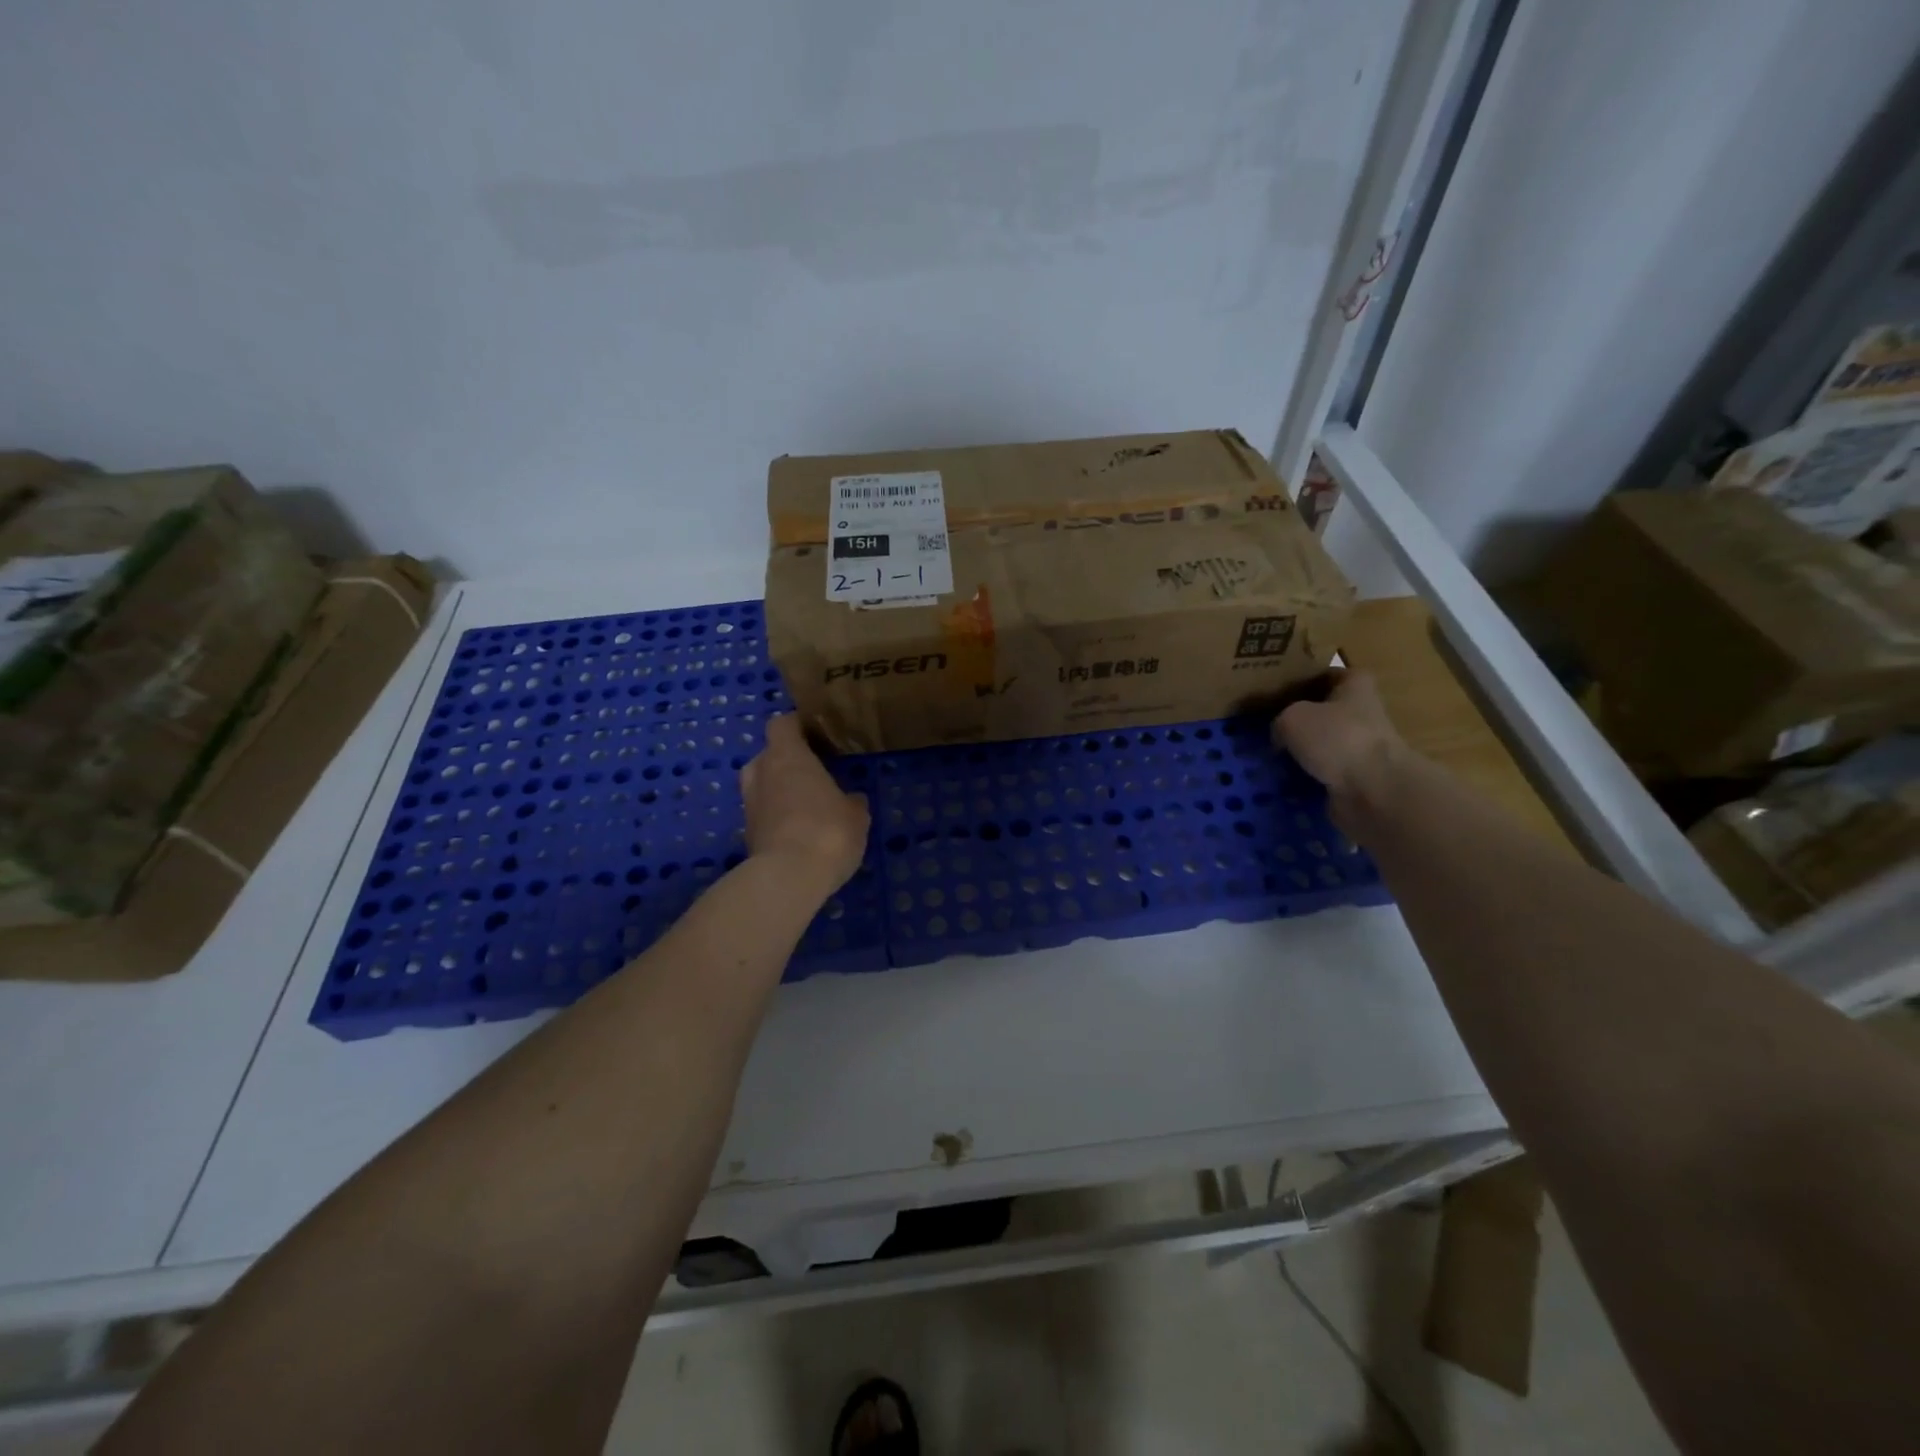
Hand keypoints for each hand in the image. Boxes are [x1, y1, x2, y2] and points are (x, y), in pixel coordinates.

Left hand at [740, 715, 869, 894]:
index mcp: (787, 756)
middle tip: (813, 773)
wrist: (788, 878)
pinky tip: (800, 832)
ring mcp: (749, 804)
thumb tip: (851, 799)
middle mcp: (761, 773)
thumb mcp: (856, 815)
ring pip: (763, 785)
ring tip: (806, 804)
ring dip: (779, 790)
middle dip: (787, 761)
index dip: (796, 726)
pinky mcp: (747, 833)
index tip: (815, 733)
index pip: (782, 724)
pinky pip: (763, 813)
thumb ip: (852, 801)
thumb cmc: (827, 830)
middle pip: (768, 755)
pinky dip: (777, 817)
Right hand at [1271, 670, 1410, 814]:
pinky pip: (1322, 773)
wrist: (1373, 790)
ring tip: (1269, 758)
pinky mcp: (1356, 778)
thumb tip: (1280, 737)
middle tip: (1267, 727)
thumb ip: (1280, 720)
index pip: (1329, 675)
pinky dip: (1304, 777)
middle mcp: (1363, 713)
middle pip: (1324, 712)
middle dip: (1298, 721)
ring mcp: (1361, 747)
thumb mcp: (1292, 717)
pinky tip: (1282, 780)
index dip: (1305, 680)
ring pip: (1322, 745)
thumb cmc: (1336, 737)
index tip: (1279, 691)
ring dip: (1300, 752)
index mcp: (1356, 686)